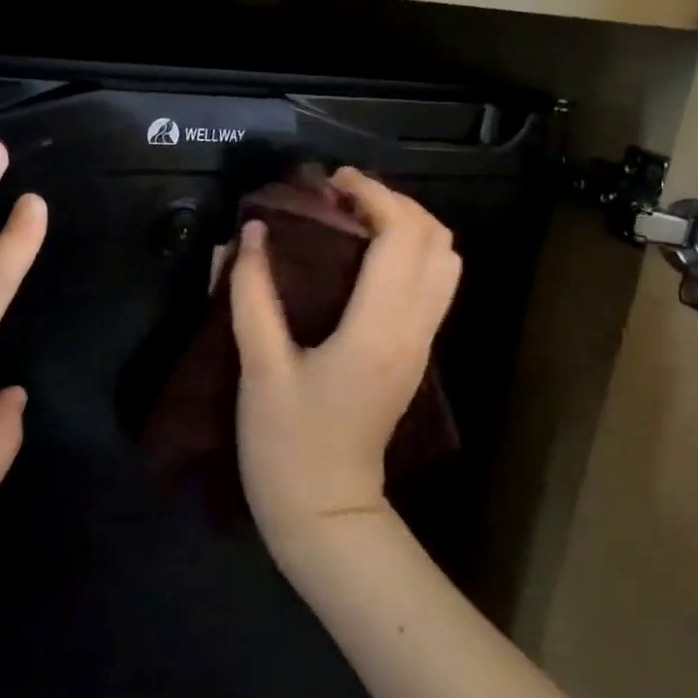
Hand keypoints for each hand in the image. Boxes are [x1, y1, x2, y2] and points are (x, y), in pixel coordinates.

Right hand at [229, 168, 460, 548]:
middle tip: (341, 197)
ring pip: (446, 262)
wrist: (327, 514)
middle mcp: (413, 329)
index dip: (373, 195)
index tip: (331, 182)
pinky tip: (366, 256)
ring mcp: (422, 343)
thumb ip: (252, 294)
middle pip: (437, 240)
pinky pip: (435, 284)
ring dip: (409, 226)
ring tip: (357, 219)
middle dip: (395, 202)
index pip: (402, 237)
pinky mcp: (416, 353)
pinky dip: (412, 252)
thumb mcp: (259, 368)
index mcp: (378, 329)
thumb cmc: (287, 446)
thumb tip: (251, 233)